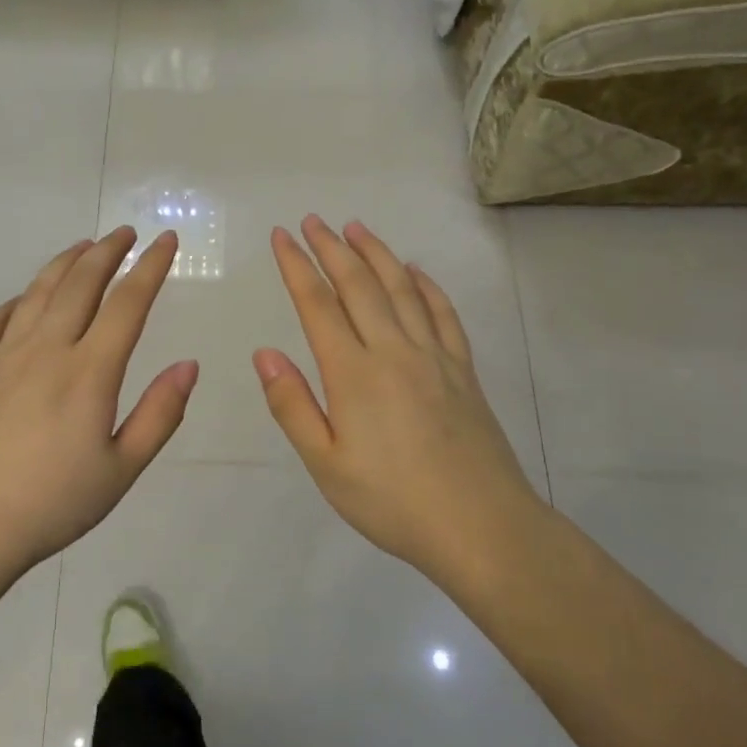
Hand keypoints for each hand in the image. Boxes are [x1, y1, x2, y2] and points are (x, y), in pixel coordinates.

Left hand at [0, 227, 196, 583]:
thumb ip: (159, 415)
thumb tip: (189, 364)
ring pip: (37, 293)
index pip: (127, 303)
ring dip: (64, 264)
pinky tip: (22, 301)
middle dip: (108, 251)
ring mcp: (1, 358)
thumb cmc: (48, 506)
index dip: (151, 267)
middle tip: (126, 232)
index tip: (166, 240)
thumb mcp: (120, 471)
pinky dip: (14, 301)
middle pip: (80, 284)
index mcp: (88, 372)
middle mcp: (45, 350)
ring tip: (83, 247)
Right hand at [254, 216, 543, 581]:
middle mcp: (394, 351)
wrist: (481, 526)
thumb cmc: (392, 501)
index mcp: (353, 373)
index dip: (297, 267)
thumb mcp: (326, 464)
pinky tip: (415, 272)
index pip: (318, 305)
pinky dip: (426, 286)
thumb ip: (293, 405)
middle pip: (359, 285)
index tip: (282, 236)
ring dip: (376, 254)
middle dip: (331, 248)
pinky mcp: (463, 370)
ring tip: (356, 228)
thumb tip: (265, 353)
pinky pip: (443, 314)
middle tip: (312, 221)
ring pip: (401, 289)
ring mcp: (434, 356)